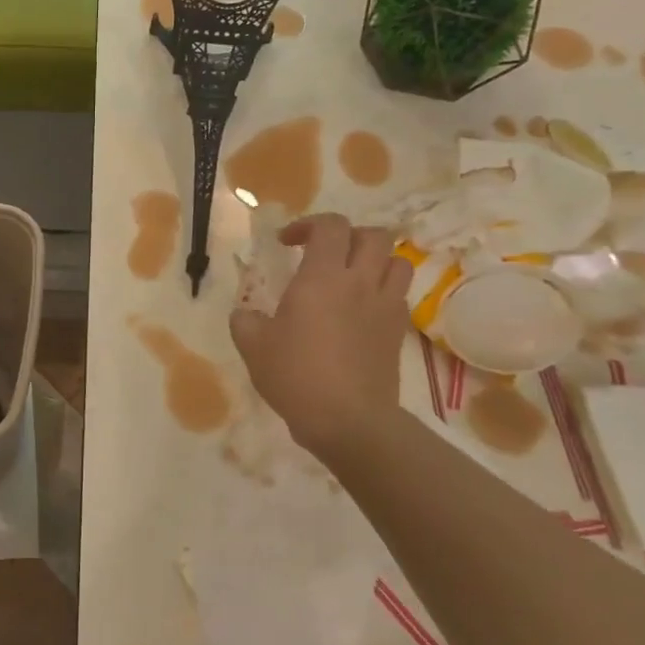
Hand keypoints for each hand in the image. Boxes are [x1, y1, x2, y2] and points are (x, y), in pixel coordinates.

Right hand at [230, 214, 413, 459]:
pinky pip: (398, 295)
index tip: (286, 243)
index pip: (330, 226)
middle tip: (324, 253)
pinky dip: (382, 291)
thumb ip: (245, 320)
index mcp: (322, 277)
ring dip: (374, 260)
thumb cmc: (295, 375)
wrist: (348, 419)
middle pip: (374, 235)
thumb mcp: (252, 346)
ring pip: (397, 261)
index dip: (308, 225)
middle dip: (348, 235)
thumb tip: (246, 313)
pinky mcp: (398, 331)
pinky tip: (360, 310)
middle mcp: (360, 282)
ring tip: (351, 276)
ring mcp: (385, 306)